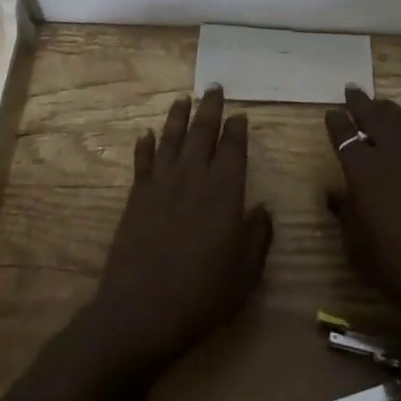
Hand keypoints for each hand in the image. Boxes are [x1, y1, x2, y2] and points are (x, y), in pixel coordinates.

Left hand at [83, 88, 272, 371]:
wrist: (140, 312)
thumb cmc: (201, 296)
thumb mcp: (244, 274)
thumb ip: (257, 237)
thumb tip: (263, 209)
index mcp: (224, 193)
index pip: (232, 148)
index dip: (237, 129)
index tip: (240, 115)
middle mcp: (192, 178)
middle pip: (201, 133)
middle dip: (209, 109)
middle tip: (214, 88)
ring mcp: (161, 185)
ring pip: (170, 139)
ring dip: (177, 117)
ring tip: (183, 99)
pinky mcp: (136, 198)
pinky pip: (142, 162)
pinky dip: (145, 145)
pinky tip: (146, 134)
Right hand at [325, 86, 400, 324]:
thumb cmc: (398, 268)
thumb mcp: (358, 248)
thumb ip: (346, 214)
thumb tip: (337, 194)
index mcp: (365, 171)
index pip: (345, 135)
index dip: (337, 122)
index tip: (333, 112)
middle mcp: (395, 156)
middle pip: (376, 117)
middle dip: (362, 103)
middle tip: (353, 90)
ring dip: (389, 111)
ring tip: (381, 104)